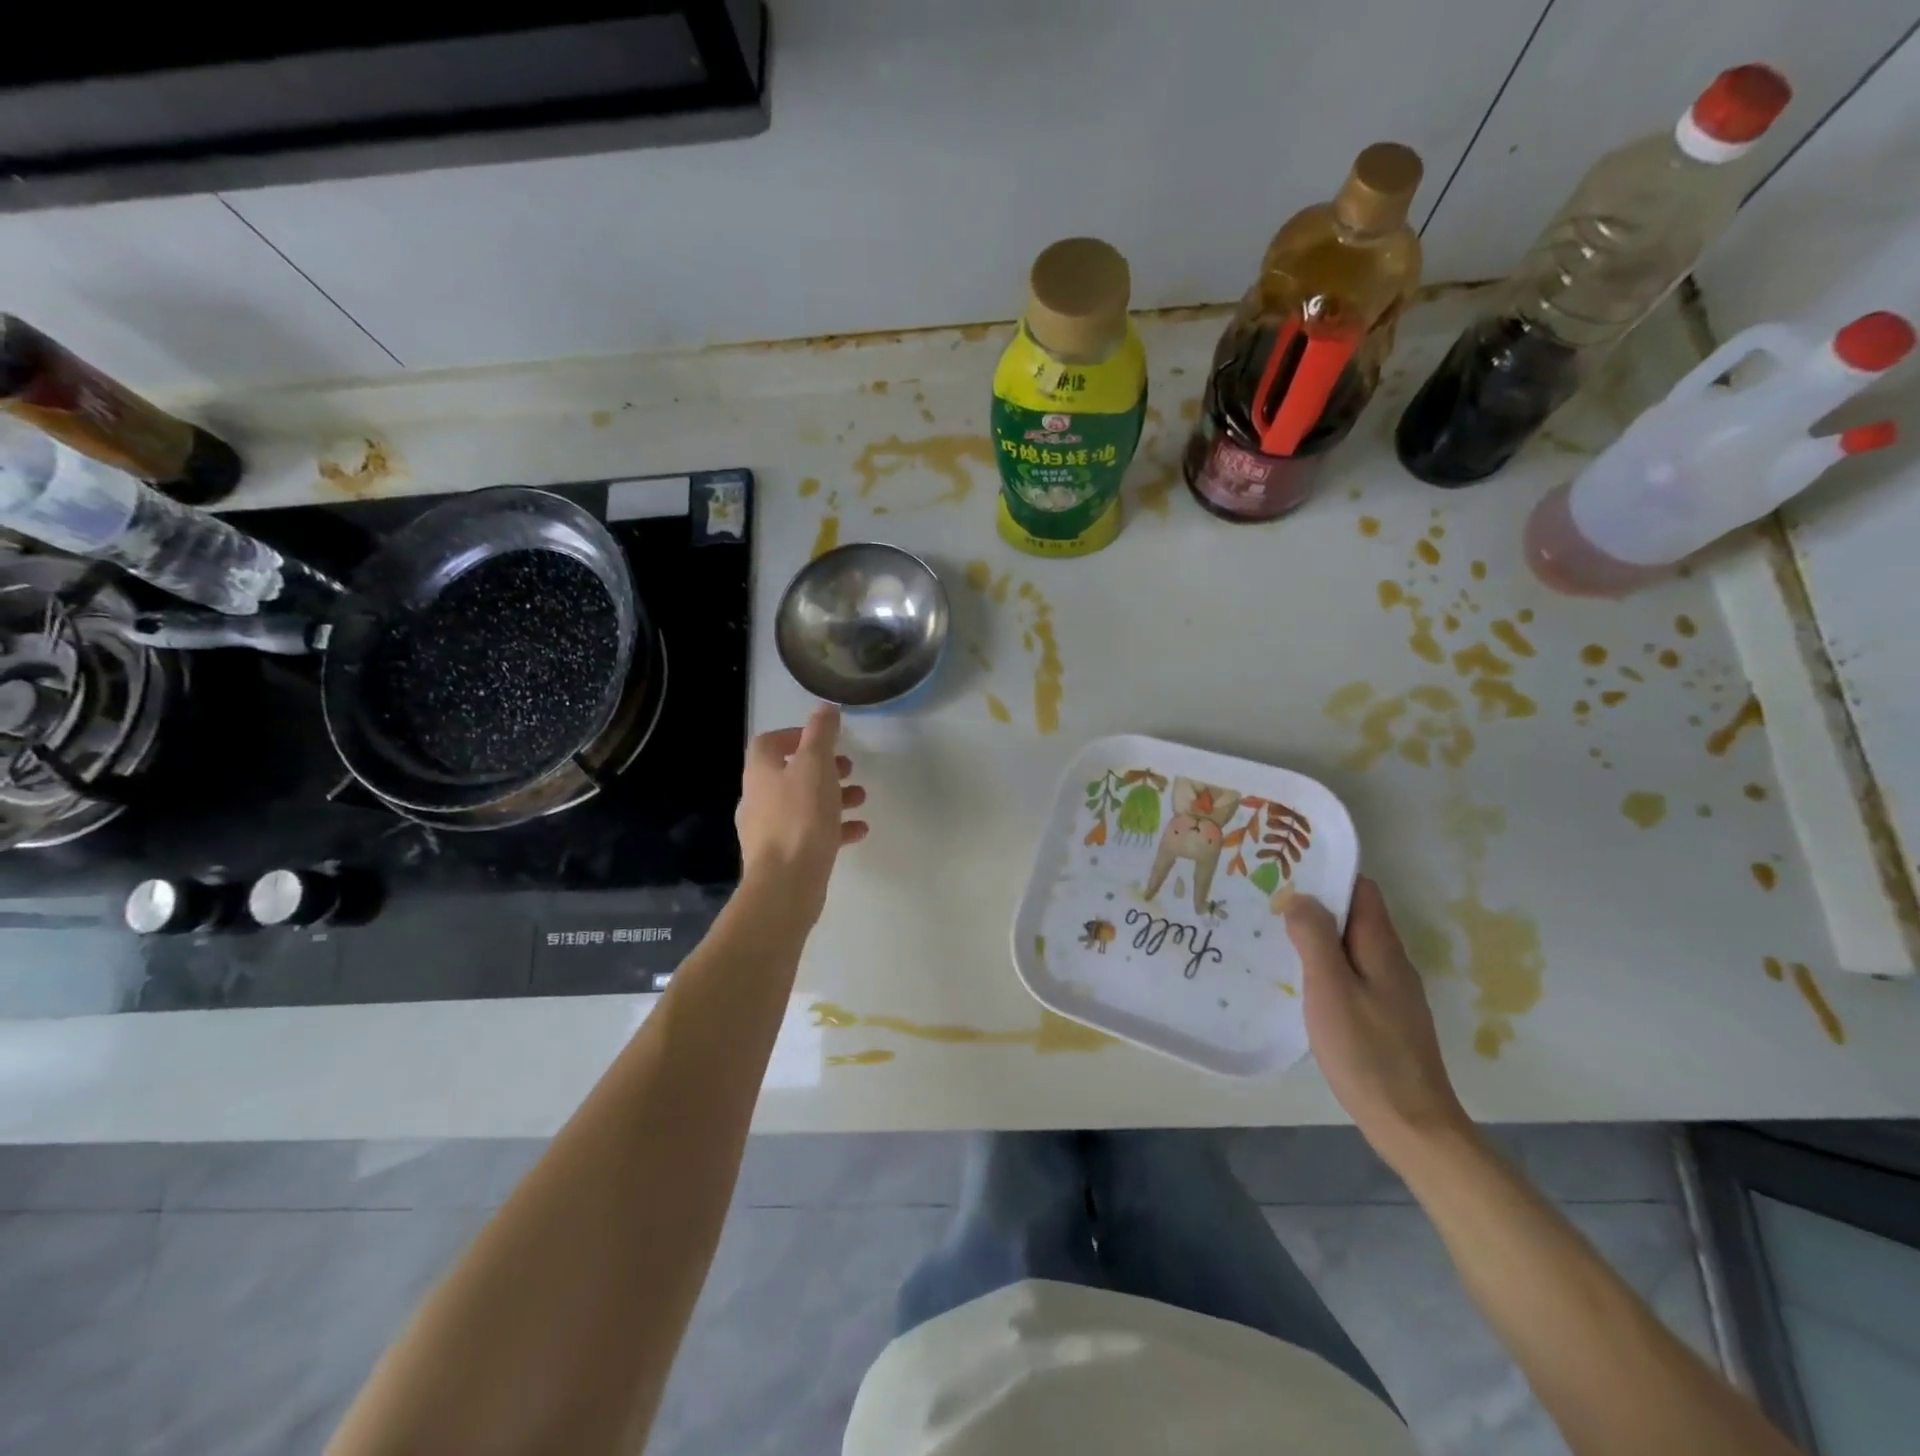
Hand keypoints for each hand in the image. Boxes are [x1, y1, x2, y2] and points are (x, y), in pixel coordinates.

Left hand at [735, 705, 868, 926]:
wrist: (786, 883)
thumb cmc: (801, 816)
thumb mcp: (816, 765)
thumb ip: (821, 734)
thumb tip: (824, 708)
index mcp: (761, 771)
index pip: (769, 742)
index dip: (795, 736)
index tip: (824, 740)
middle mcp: (758, 797)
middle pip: (789, 773)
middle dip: (822, 768)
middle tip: (848, 768)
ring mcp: (768, 830)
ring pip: (803, 803)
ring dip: (832, 796)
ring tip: (860, 798)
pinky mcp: (783, 856)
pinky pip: (810, 833)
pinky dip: (834, 827)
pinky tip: (858, 830)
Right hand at [1286, 876, 1472, 1169]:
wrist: (1411, 1124)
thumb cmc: (1367, 1052)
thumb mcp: (1331, 989)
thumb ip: (1315, 939)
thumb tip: (1301, 897)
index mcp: (1382, 948)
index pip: (1362, 890)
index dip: (1329, 874)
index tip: (1288, 868)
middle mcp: (1391, 962)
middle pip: (1355, 916)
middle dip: (1316, 902)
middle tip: (1268, 898)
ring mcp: (1390, 991)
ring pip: (1351, 945)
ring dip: (1317, 934)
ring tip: (1273, 931)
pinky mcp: (1383, 1016)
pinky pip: (1351, 972)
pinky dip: (1324, 963)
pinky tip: (1298, 977)